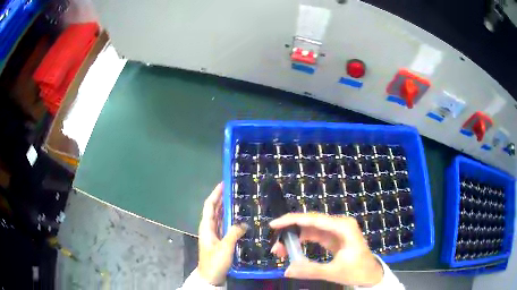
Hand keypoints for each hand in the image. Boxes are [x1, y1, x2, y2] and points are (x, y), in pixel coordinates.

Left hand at [198, 183, 247, 285]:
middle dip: (221, 198)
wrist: (211, 276)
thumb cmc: (215, 261)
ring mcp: (213, 234)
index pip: (209, 206)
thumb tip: (244, 223)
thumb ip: (234, 233)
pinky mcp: (219, 240)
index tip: (223, 184)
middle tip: (233, 189)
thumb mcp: (225, 247)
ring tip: (236, 199)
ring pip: (219, 217)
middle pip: (214, 209)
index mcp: (206, 227)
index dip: (215, 194)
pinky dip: (229, 219)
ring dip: (225, 207)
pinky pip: (223, 225)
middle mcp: (208, 228)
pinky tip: (237, 217)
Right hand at [270, 213, 382, 286]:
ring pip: (310, 228)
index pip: (314, 219)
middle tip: (275, 246)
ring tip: (280, 250)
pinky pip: (314, 235)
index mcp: (343, 227)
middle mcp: (339, 224)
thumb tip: (286, 270)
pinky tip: (292, 249)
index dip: (292, 220)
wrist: (371, 274)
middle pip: (310, 222)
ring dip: (294, 237)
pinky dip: (302, 241)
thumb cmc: (358, 270)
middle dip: (290, 231)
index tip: (274, 225)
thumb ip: (311, 270)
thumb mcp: (334, 272)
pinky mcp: (334, 237)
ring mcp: (336, 230)